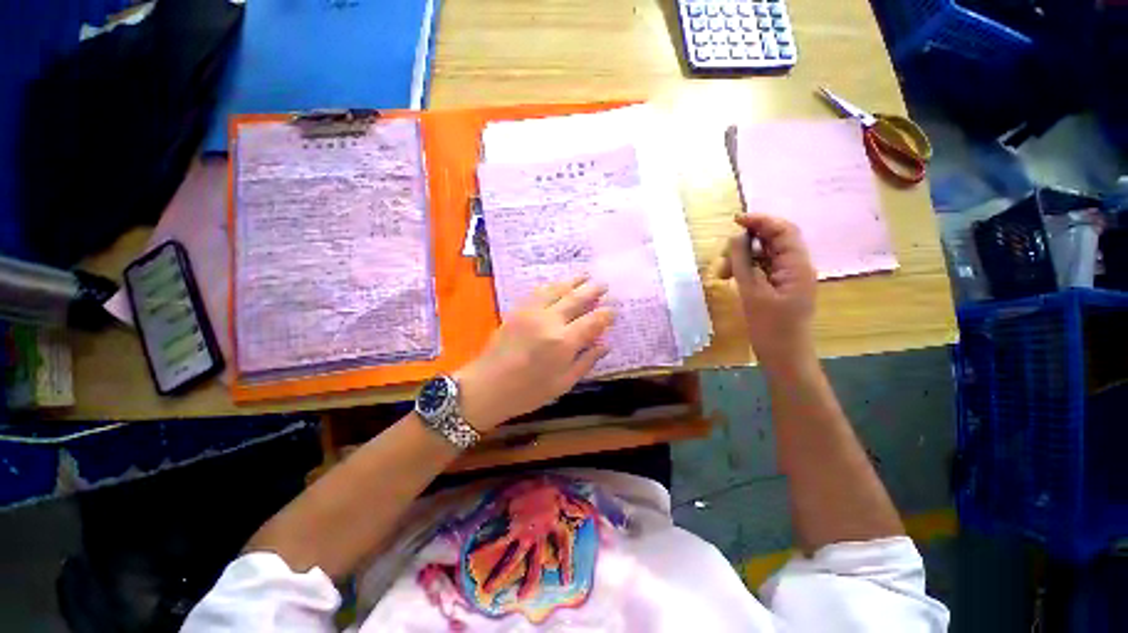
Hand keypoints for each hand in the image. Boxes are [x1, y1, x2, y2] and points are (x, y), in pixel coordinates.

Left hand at [454, 277, 613, 431]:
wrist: (486, 386)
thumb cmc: (528, 392)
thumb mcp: (563, 383)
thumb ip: (586, 361)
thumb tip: (605, 344)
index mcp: (564, 342)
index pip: (593, 321)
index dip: (606, 314)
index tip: (614, 310)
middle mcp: (550, 321)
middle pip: (577, 298)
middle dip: (593, 290)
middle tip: (604, 284)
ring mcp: (531, 312)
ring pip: (557, 289)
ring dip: (573, 281)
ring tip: (585, 276)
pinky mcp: (517, 310)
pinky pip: (538, 291)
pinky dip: (552, 285)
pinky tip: (558, 284)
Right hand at [719, 213, 816, 369]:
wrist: (784, 357)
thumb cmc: (771, 328)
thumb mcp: (752, 293)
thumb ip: (743, 263)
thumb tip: (736, 237)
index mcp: (797, 265)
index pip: (783, 231)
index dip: (760, 221)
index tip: (735, 221)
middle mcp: (796, 267)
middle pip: (773, 241)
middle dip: (746, 243)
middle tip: (723, 258)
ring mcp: (788, 278)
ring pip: (764, 255)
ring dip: (742, 258)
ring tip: (722, 272)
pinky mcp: (779, 287)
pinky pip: (762, 269)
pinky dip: (746, 269)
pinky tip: (731, 277)